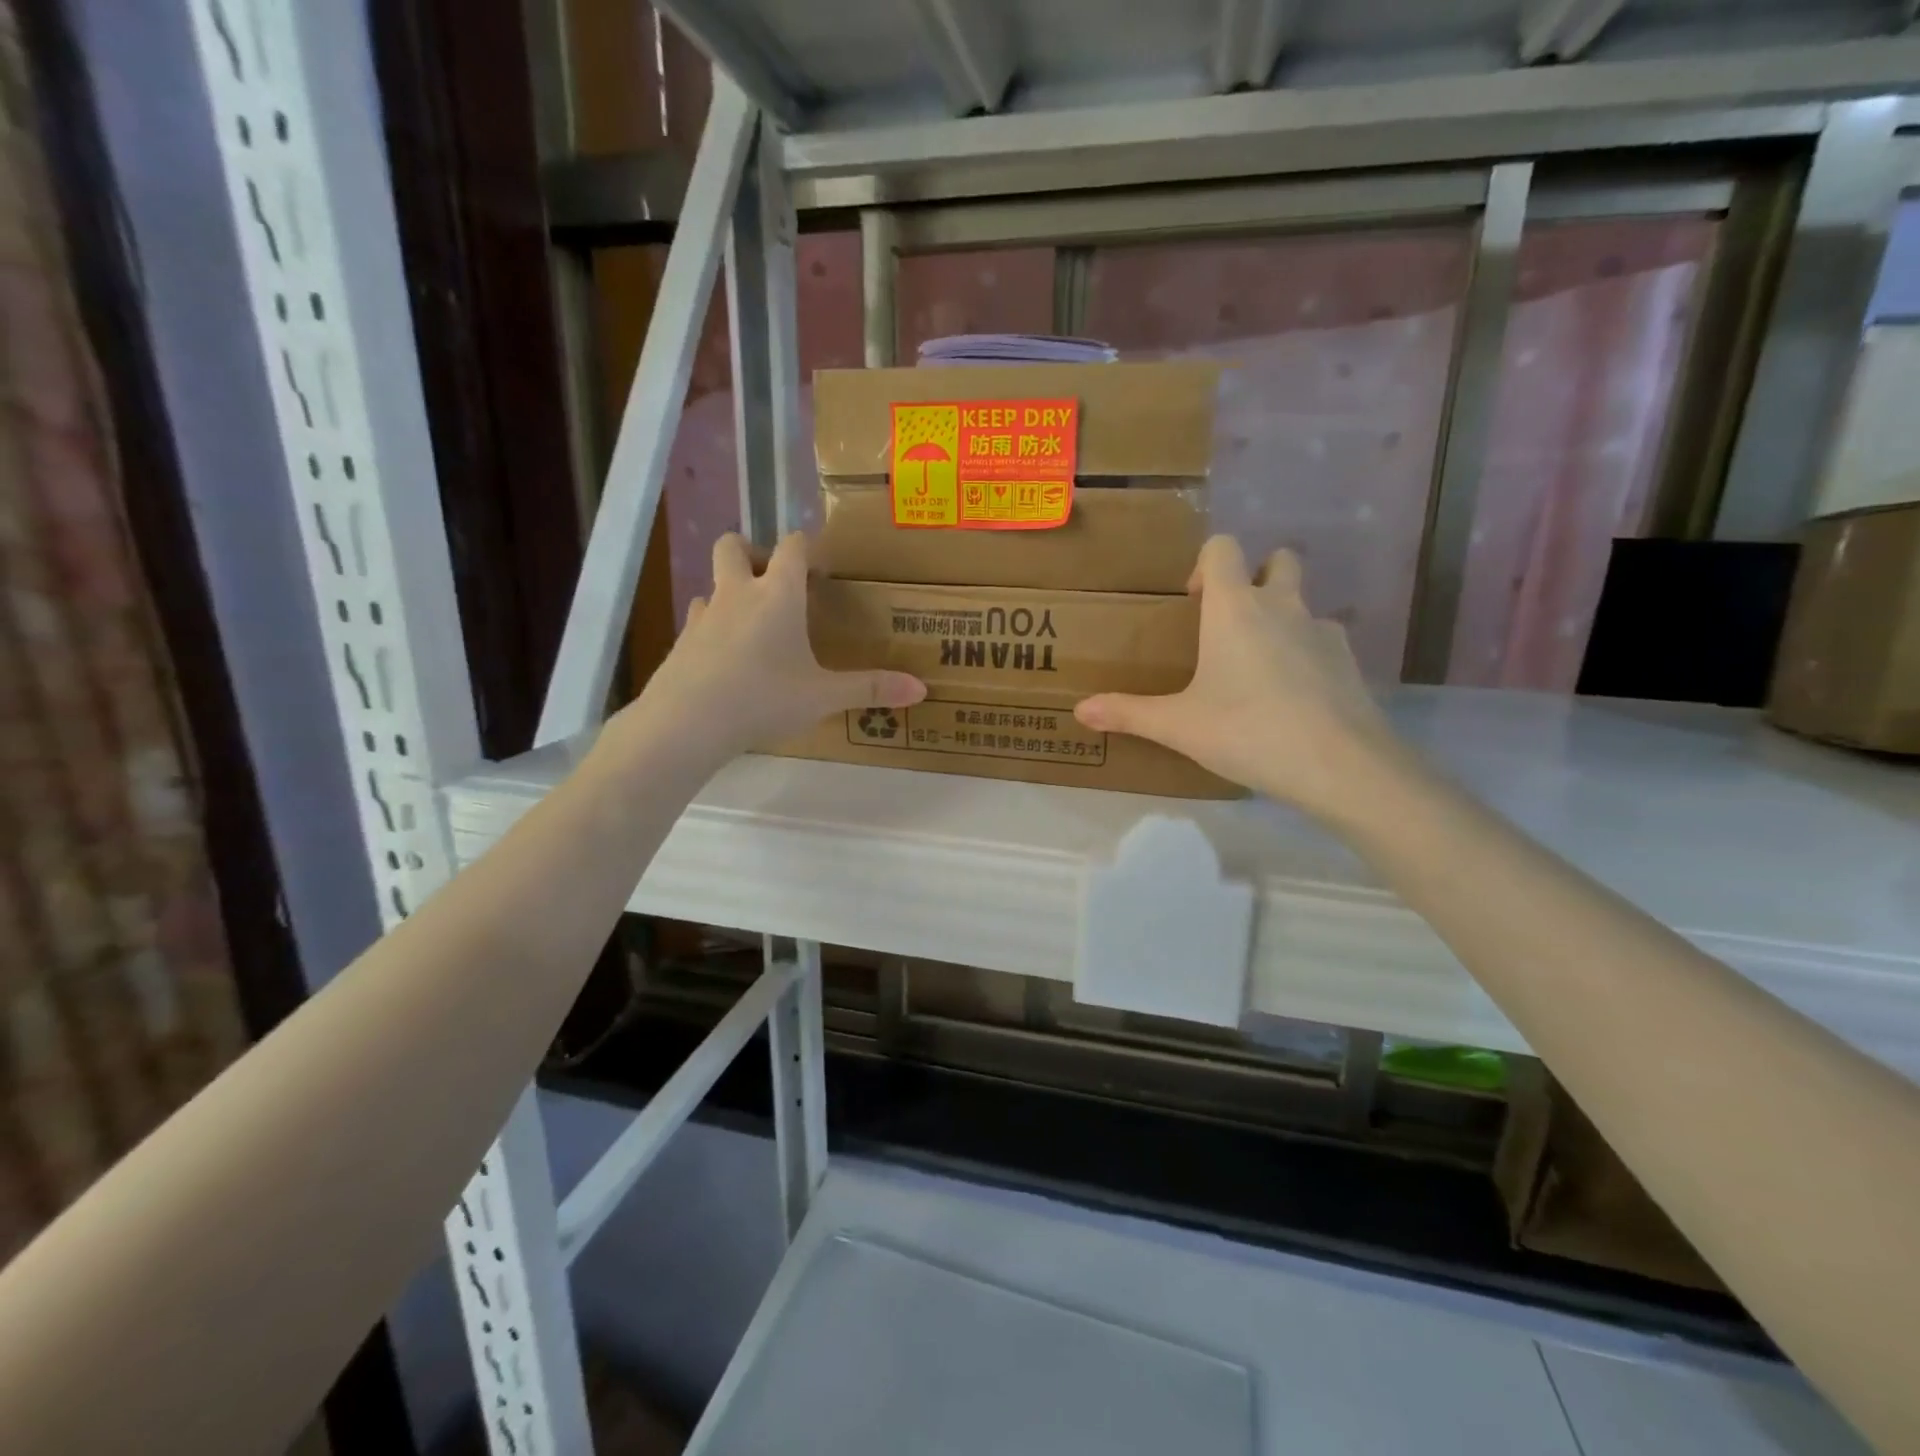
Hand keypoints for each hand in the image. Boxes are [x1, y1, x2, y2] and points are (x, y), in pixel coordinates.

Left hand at [624, 532, 924, 762]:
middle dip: (753, 552)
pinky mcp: (681, 642)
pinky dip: (714, 627)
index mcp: (777, 595)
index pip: (792, 546)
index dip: (806, 547)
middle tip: (775, 582)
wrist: (687, 723)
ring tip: (753, 624)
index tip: (820, 565)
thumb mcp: (823, 696)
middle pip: (733, 546)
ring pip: (712, 584)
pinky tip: (727, 657)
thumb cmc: (763, 698)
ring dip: (730, 592)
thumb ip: (870, 689)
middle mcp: (737, 594)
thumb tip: (921, 689)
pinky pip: (699, 620)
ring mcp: (703, 616)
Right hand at [1074, 536, 1399, 819]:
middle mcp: (1282, 605)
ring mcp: (1322, 630)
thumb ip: (1128, 713)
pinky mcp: (1348, 661)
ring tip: (1258, 668)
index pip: (1223, 547)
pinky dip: (1305, 653)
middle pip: (1278, 560)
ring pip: (1303, 602)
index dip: (1206, 564)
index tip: (1193, 603)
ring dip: (1282, 618)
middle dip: (1256, 577)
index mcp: (1235, 608)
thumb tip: (1079, 711)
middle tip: (1230, 624)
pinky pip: (1322, 640)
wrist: (1338, 765)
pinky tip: (1291, 696)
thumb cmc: (1247, 731)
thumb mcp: (1178, 726)